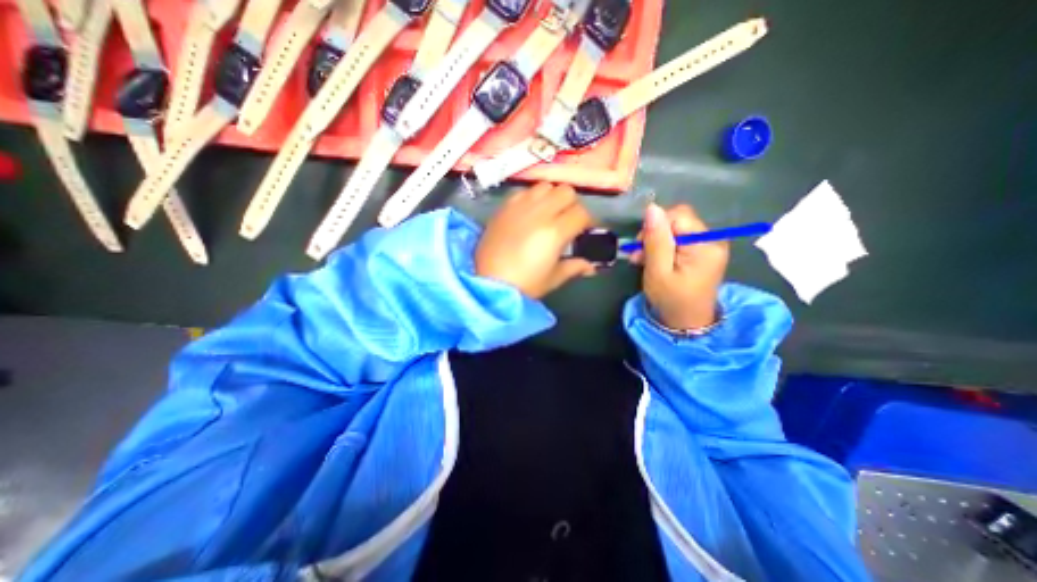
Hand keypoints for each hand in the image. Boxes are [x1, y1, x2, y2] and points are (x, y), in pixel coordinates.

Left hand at [473, 182, 595, 299]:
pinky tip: (528, 213)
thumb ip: (574, 267)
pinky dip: (531, 198)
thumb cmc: (524, 284)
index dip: (587, 221)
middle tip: (566, 220)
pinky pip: (523, 192)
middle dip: (571, 204)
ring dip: (551, 197)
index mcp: (555, 231)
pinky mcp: (504, 207)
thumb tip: (590, 267)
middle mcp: (539, 212)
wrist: (488, 283)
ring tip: (547, 213)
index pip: (581, 213)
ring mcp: (519, 207)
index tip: (584, 230)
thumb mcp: (553, 278)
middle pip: (566, 191)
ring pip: (545, 186)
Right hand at [628, 204, 722, 330]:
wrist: (687, 323)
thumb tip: (652, 208)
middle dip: (654, 235)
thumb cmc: (671, 299)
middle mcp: (712, 240)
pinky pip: (680, 240)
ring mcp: (709, 246)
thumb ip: (656, 239)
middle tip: (639, 256)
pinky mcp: (703, 252)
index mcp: (704, 244)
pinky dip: (664, 248)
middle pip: (677, 221)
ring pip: (676, 230)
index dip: (656, 226)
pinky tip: (654, 261)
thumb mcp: (658, 271)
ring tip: (643, 261)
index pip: (678, 215)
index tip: (640, 246)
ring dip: (656, 242)